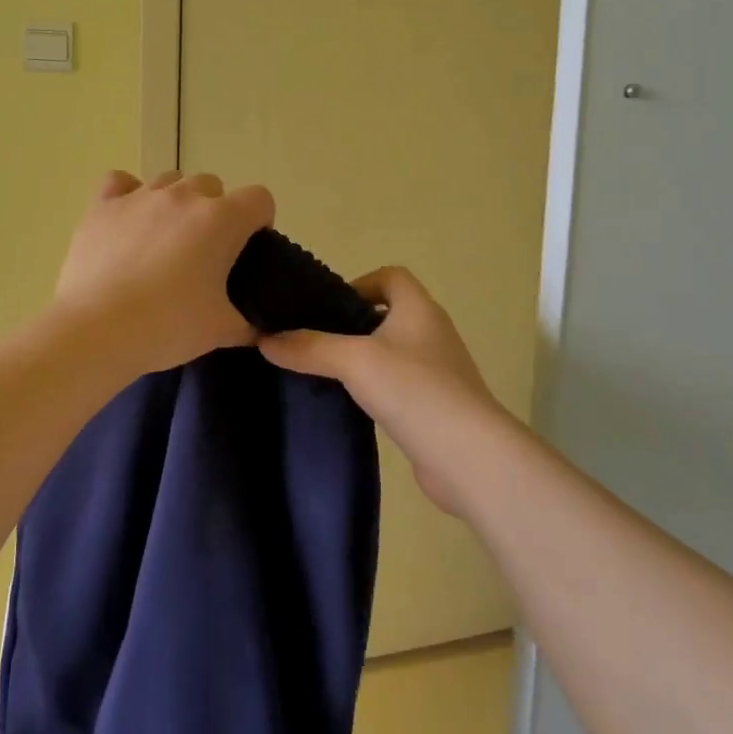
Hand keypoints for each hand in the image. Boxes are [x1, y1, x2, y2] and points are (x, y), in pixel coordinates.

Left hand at [53, 170, 275, 375]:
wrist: (98, 330)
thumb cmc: (168, 326)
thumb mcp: (221, 330)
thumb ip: (247, 322)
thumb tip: (255, 326)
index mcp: (221, 220)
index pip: (259, 199)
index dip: (259, 221)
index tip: (247, 249)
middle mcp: (182, 196)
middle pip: (212, 186)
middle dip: (214, 211)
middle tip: (203, 252)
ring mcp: (139, 196)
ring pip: (170, 180)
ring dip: (175, 202)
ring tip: (164, 239)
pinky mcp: (102, 205)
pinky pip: (120, 182)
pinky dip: (128, 195)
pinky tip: (127, 220)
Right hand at [259, 266, 517, 517]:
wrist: (468, 456)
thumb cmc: (414, 390)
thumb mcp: (353, 360)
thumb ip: (308, 347)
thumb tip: (264, 339)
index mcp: (419, 308)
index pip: (390, 276)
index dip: (358, 283)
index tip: (327, 307)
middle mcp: (432, 332)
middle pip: (388, 314)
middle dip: (352, 323)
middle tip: (315, 339)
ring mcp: (437, 371)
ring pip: (392, 351)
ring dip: (362, 358)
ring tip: (325, 372)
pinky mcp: (435, 405)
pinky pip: (399, 384)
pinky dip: (376, 388)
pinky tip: (352, 404)